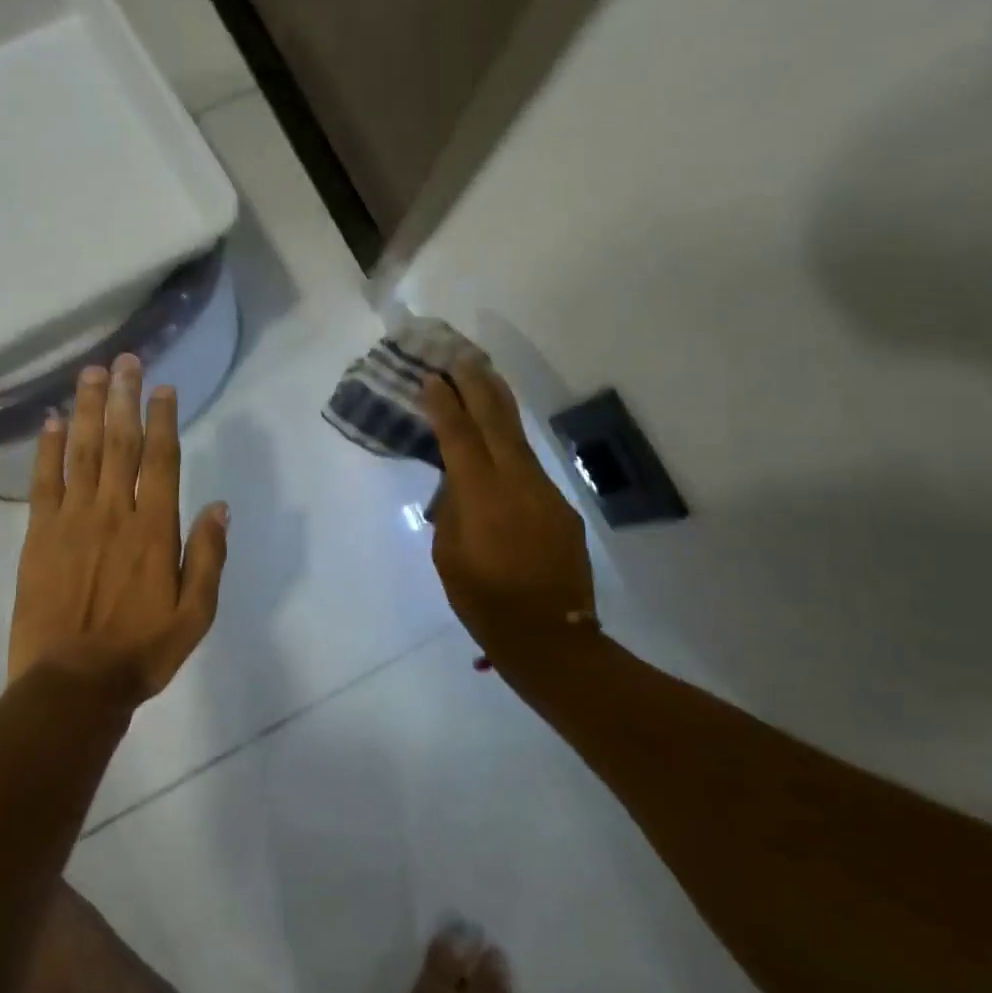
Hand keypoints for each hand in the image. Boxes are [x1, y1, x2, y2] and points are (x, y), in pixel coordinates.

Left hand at [8, 352, 229, 702]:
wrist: (73, 685)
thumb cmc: (141, 652)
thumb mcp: (195, 614)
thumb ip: (208, 556)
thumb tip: (220, 506)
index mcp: (155, 529)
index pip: (162, 459)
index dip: (163, 419)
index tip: (164, 388)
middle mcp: (114, 512)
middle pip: (121, 442)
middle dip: (125, 397)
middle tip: (126, 360)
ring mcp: (73, 519)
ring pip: (82, 451)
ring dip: (88, 408)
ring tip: (92, 373)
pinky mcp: (39, 534)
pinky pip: (43, 481)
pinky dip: (48, 448)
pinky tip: (52, 420)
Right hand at [422, 355, 597, 659]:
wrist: (551, 637)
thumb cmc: (484, 601)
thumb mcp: (448, 556)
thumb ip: (452, 511)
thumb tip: (459, 485)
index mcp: (481, 496)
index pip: (459, 437)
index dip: (443, 405)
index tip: (431, 377)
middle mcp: (516, 483)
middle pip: (495, 421)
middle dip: (477, 385)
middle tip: (461, 355)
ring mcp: (544, 492)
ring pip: (518, 437)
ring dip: (499, 405)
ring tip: (484, 377)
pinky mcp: (560, 507)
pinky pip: (530, 466)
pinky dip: (512, 444)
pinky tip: (501, 440)